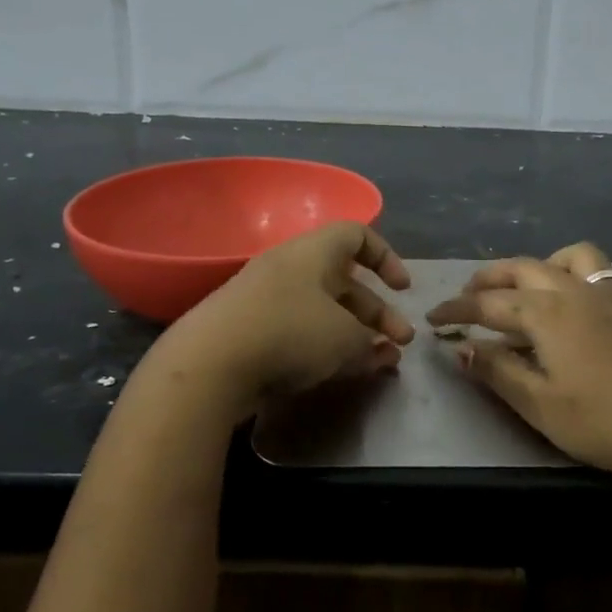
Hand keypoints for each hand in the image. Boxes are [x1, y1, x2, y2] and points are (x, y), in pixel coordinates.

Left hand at [157, 222, 414, 418]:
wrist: (208, 364)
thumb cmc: (289, 332)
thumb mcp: (345, 338)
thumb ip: (371, 343)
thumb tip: (381, 351)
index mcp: (314, 252)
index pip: (357, 236)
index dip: (386, 258)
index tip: (402, 289)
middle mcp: (290, 268)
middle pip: (344, 281)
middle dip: (377, 312)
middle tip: (401, 342)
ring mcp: (266, 300)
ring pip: (323, 311)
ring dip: (355, 334)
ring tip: (379, 364)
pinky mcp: (250, 332)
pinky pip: (299, 331)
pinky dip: (324, 348)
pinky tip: (340, 374)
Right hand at [426, 243, 611, 481]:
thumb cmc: (601, 421)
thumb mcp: (537, 404)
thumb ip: (496, 371)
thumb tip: (462, 348)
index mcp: (546, 312)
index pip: (488, 304)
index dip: (456, 310)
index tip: (434, 319)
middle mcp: (578, 291)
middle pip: (526, 269)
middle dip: (492, 277)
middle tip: (470, 294)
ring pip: (581, 258)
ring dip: (552, 264)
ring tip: (539, 285)